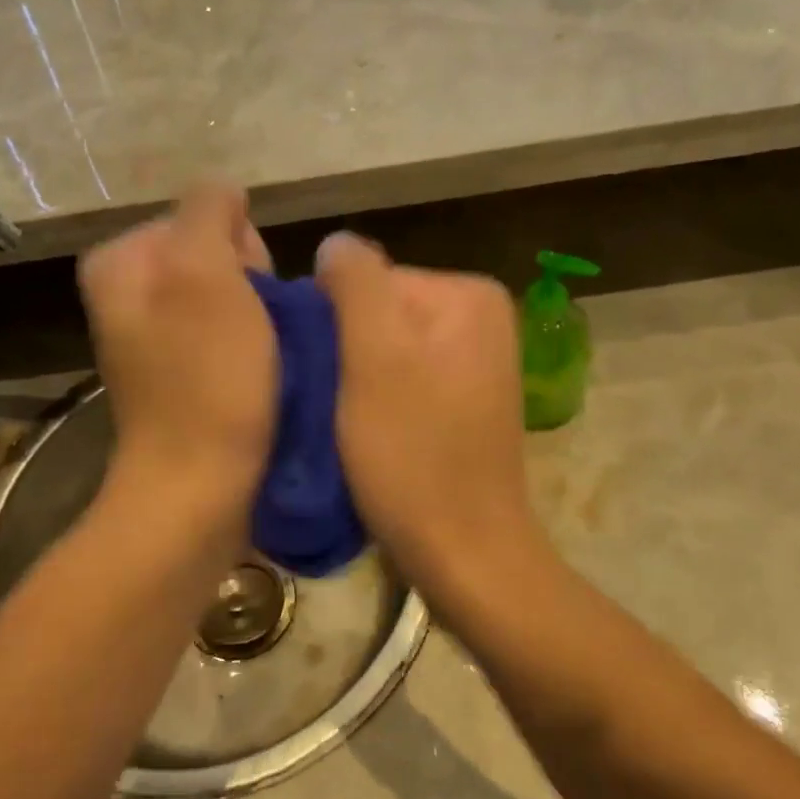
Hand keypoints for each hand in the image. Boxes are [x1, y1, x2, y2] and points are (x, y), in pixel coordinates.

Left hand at [78, 184, 276, 556]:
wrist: (199, 488)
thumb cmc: (206, 378)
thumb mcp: (205, 272)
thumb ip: (208, 210)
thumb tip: (224, 194)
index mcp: (122, 261)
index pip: (204, 215)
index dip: (242, 248)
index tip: (252, 294)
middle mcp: (129, 294)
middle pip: (215, 256)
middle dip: (251, 283)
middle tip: (260, 331)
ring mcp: (153, 338)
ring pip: (229, 297)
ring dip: (260, 317)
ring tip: (270, 357)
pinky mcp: (180, 375)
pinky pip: (228, 336)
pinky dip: (253, 348)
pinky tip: (264, 375)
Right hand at [315, 232, 545, 606]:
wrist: (465, 554)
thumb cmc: (413, 455)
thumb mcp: (374, 358)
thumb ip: (355, 284)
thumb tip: (335, 244)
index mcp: (468, 294)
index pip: (369, 279)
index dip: (332, 323)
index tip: (319, 375)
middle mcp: (480, 317)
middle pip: (377, 313)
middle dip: (344, 352)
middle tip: (327, 403)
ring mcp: (475, 361)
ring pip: (383, 349)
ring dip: (353, 379)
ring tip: (341, 423)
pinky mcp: (463, 401)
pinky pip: (401, 378)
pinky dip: (375, 399)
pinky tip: (365, 434)